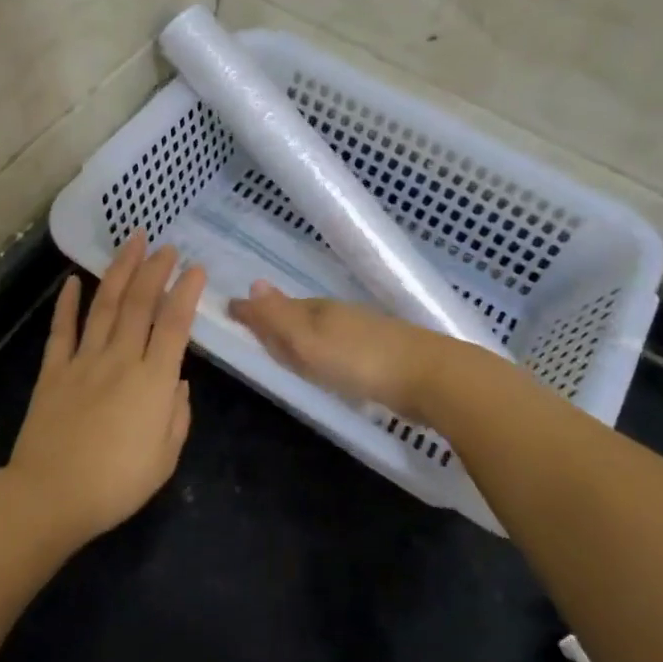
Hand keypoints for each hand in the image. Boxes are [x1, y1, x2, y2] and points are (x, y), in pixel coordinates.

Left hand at [6, 231, 206, 543]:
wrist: (51, 496)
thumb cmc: (117, 484)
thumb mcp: (165, 458)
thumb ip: (177, 415)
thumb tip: (177, 382)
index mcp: (153, 381)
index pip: (175, 325)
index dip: (187, 293)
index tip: (196, 269)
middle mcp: (121, 360)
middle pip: (140, 304)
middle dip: (155, 270)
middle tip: (166, 246)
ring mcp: (84, 361)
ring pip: (104, 306)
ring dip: (119, 271)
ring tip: (131, 243)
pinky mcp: (53, 371)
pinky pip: (62, 330)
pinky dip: (67, 304)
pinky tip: (72, 281)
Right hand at [227, 280, 442, 419]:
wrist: (429, 377)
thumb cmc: (359, 360)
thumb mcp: (308, 341)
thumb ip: (278, 318)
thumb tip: (251, 284)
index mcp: (318, 310)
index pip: (278, 306)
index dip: (256, 311)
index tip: (233, 313)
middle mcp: (339, 316)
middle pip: (300, 315)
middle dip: (277, 319)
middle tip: (255, 325)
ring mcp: (364, 334)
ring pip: (322, 331)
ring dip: (302, 336)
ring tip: (287, 346)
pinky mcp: (382, 356)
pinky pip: (340, 348)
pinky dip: (325, 352)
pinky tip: (329, 363)